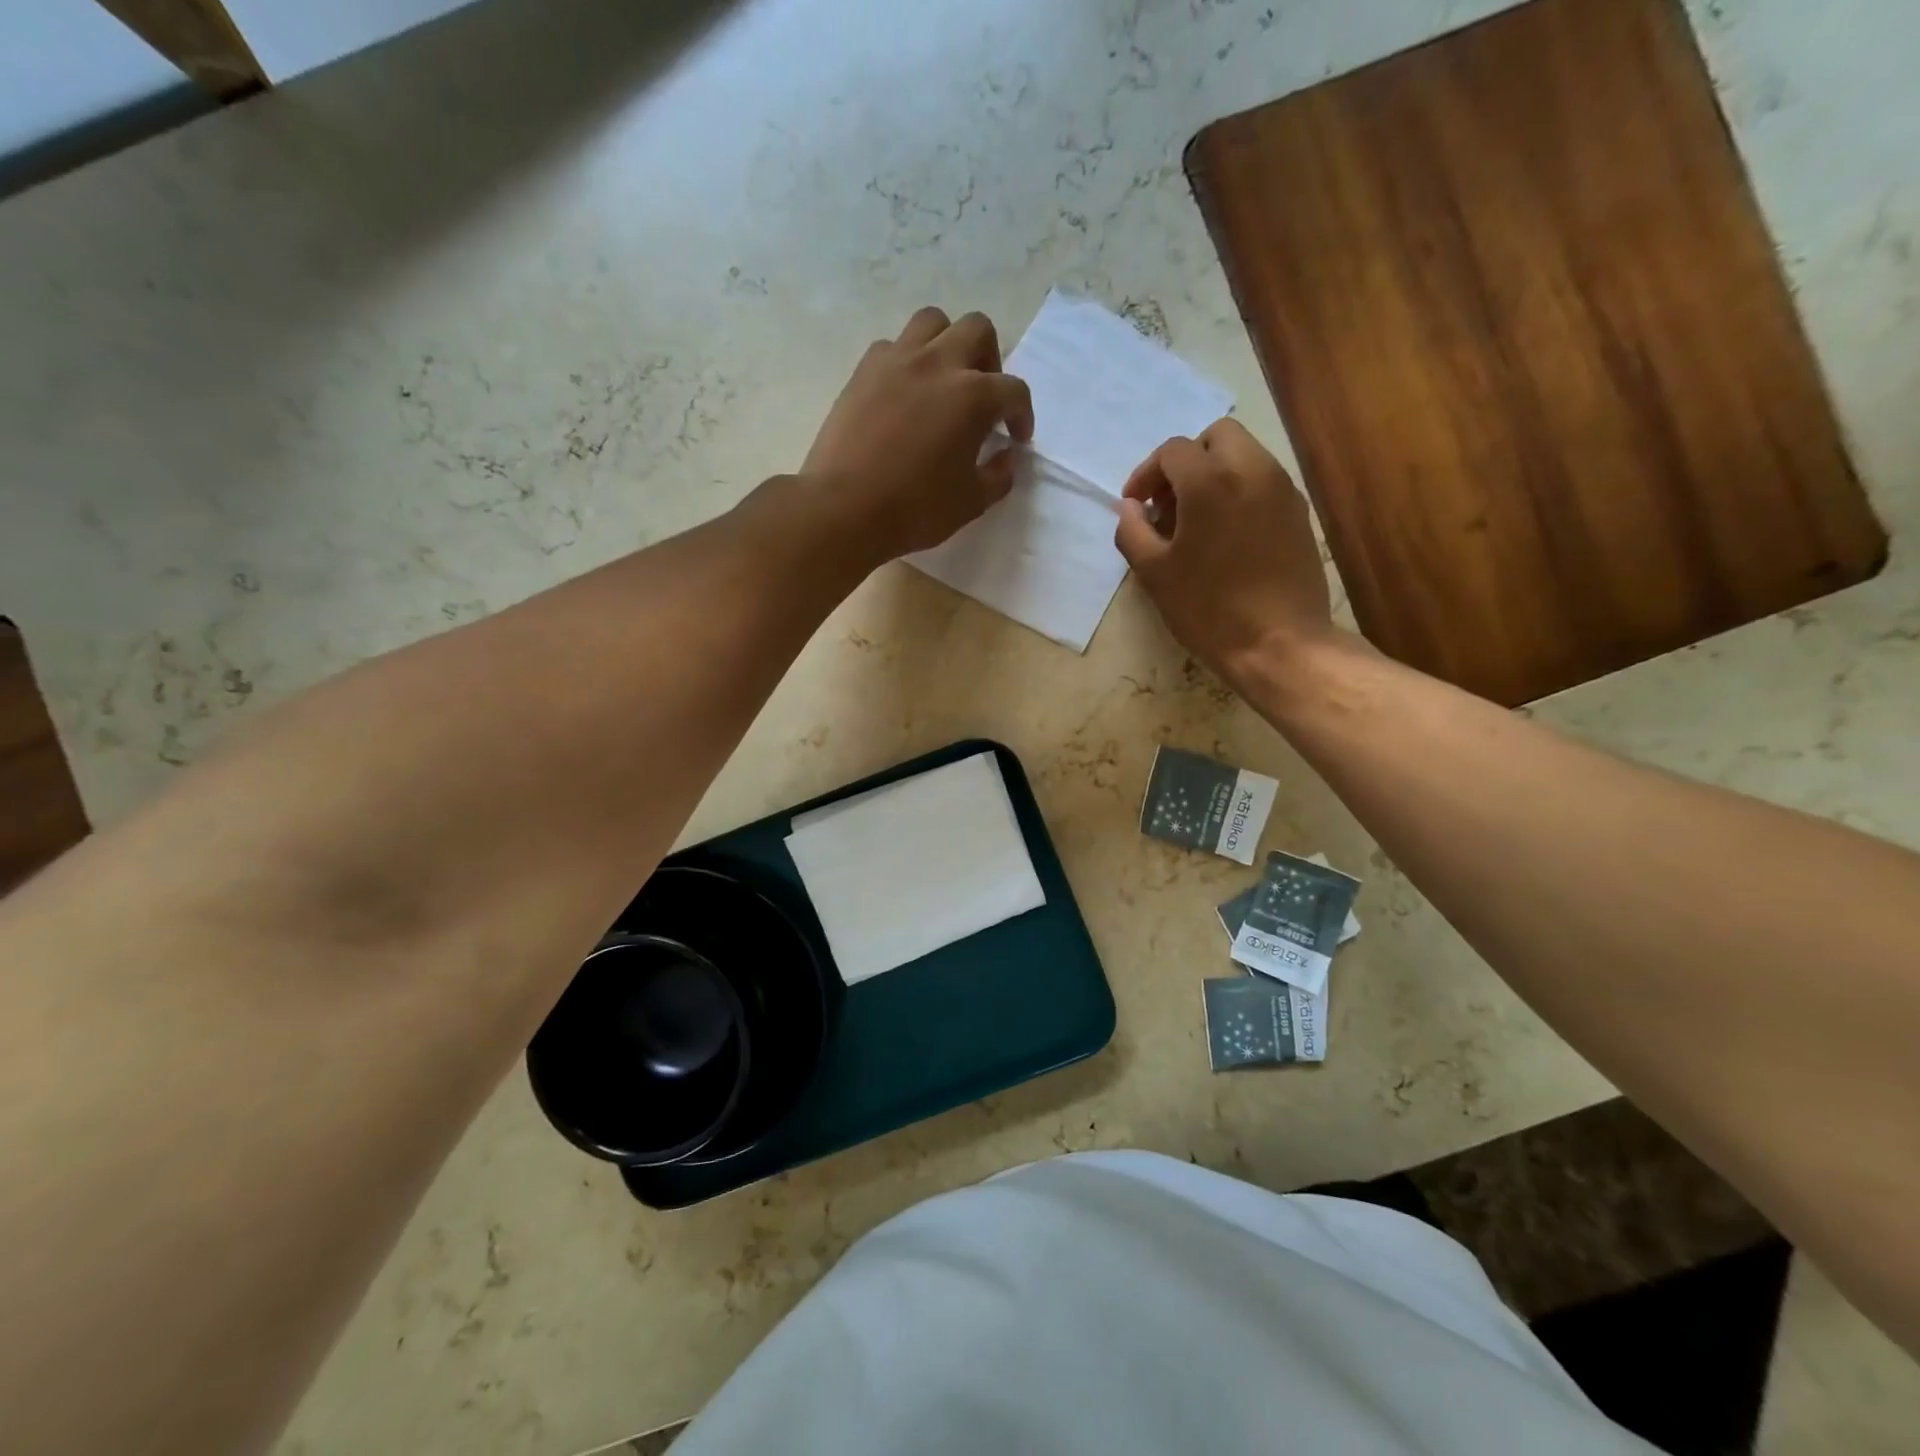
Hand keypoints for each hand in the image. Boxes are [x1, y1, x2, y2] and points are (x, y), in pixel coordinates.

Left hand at [800, 307, 1034, 560]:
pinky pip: (892, 347)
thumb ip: (998, 476)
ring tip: (944, 381)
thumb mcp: (971, 503)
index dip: (1022, 414)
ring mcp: (896, 361)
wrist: (844, 508)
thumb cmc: (915, 509)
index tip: (1017, 438)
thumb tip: (1005, 457)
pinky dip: (907, 361)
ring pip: (932, 322)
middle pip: (977, 330)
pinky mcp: (863, 371)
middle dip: (990, 360)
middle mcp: (938, 364)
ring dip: (947, 344)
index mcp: (973, 396)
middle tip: (984, 397)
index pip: (1014, 390)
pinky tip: (904, 394)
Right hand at [1115, 419, 1334, 685]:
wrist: (1279, 643)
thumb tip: (1130, 508)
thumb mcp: (1153, 573)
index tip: (1136, 506)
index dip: (1146, 474)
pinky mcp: (1299, 512)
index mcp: (1210, 481)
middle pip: (1216, 437)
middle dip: (1186, 462)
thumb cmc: (1207, 608)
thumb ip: (1132, 531)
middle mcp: (1252, 470)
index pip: (1172, 451)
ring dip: (1214, 474)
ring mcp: (1282, 489)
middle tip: (1168, 503)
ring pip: (1244, 455)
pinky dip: (1239, 491)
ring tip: (1195, 521)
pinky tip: (1225, 535)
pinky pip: (1263, 481)